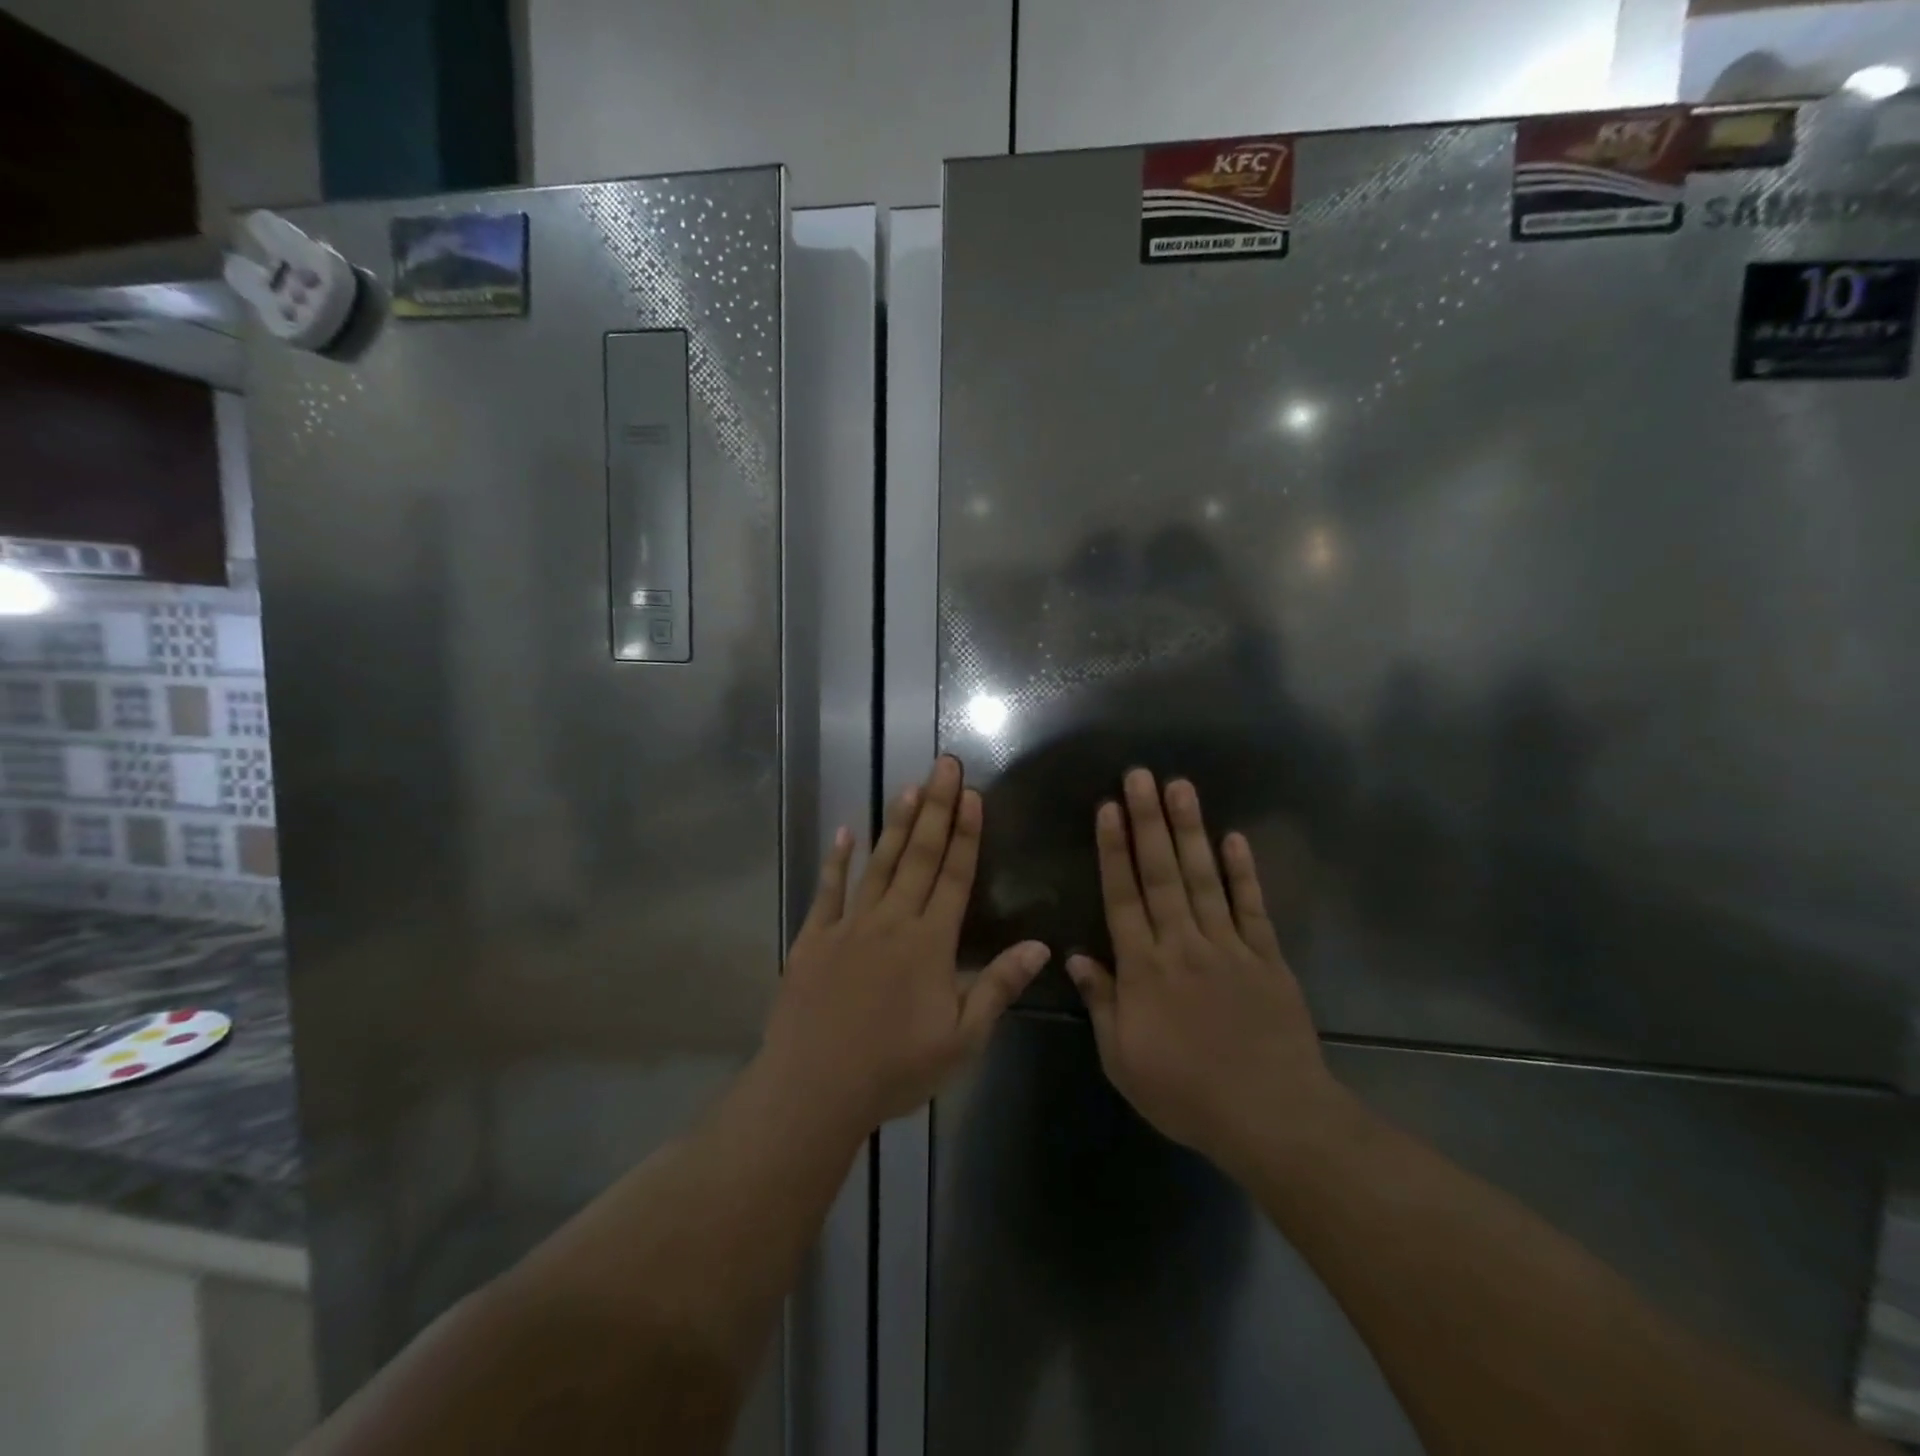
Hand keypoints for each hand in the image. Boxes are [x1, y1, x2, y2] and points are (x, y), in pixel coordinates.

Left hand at [763, 756, 1050, 1132]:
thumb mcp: (961, 1040)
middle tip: (945, 765)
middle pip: (920, 856)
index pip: (955, 876)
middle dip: (937, 808)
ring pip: (879, 863)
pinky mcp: (814, 938)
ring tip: (910, 786)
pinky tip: (846, 833)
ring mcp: (849, 925)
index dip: (967, 834)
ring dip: (897, 824)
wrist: (814, 1088)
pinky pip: (828, 890)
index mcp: (930, 943)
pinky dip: (837, 860)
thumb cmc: (894, 1069)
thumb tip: (1039, 945)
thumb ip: (998, 987)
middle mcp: (892, 921)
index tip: (973, 794)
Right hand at [1066, 769, 1341, 1174]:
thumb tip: (1075, 957)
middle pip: (1160, 873)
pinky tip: (1234, 838)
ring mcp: (1228, 947)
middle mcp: (1182, 944)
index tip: (1108, 809)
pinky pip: (1252, 907)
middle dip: (1148, 821)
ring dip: (1191, 830)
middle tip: (1140, 776)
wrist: (1271, 1117)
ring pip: (1203, 878)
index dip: (1113, 851)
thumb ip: (1101, 1003)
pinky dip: (1243, 872)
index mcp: (1143, 969)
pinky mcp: (1267, 958)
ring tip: (1181, 787)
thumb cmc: (1186, 1094)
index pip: (1122, 897)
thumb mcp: (1123, 1060)